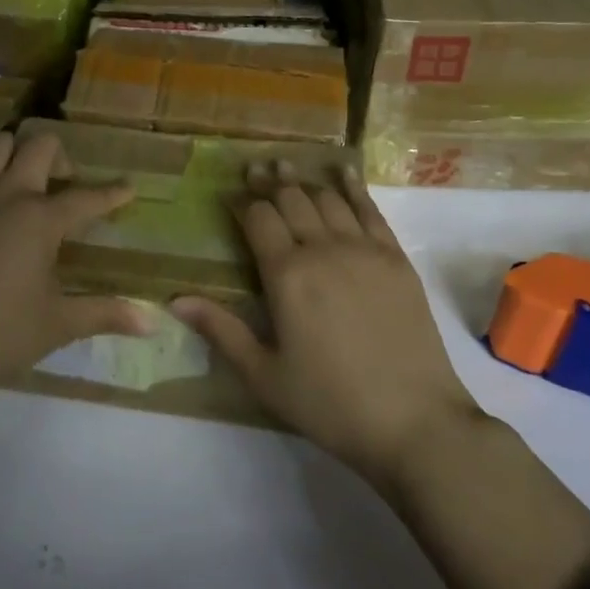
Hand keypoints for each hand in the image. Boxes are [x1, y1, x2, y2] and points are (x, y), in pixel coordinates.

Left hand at [0, 131, 146, 446]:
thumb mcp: (58, 325)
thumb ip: (106, 314)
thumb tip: (153, 323)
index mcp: (40, 219)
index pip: (87, 198)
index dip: (113, 193)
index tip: (129, 187)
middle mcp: (6, 195)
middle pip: (39, 146)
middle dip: (61, 156)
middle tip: (66, 185)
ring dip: (15, 153)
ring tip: (24, 182)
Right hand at [173, 162, 483, 491]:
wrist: (415, 422)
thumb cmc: (331, 403)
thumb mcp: (265, 375)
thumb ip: (221, 331)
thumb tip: (174, 299)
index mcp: (287, 274)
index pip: (258, 219)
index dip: (241, 202)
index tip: (229, 193)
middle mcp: (323, 249)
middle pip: (291, 199)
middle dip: (269, 182)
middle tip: (255, 170)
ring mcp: (364, 249)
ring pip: (327, 198)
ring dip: (303, 180)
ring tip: (287, 166)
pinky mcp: (396, 258)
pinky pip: (370, 209)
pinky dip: (353, 186)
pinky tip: (343, 171)